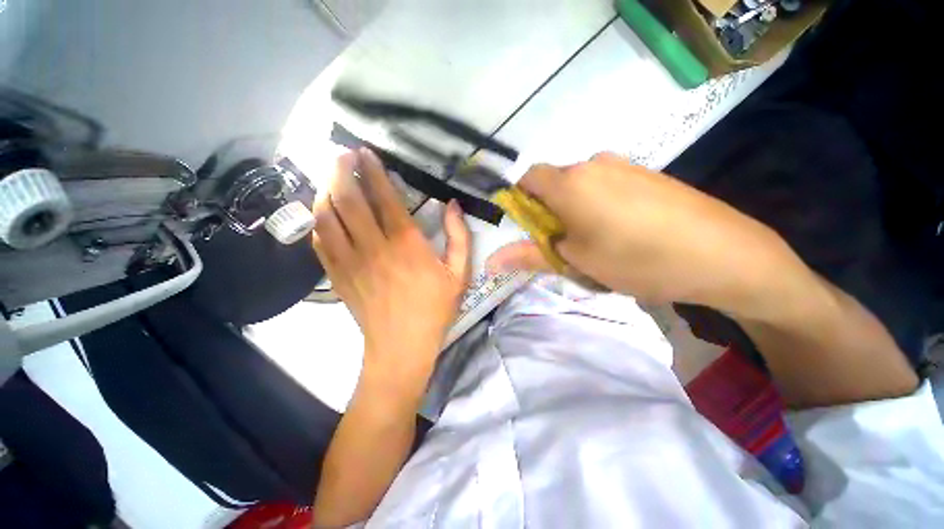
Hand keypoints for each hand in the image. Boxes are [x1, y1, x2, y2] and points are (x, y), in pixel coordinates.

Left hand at [311, 149, 471, 386]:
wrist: (402, 346)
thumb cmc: (435, 309)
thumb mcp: (459, 274)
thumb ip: (459, 237)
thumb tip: (453, 205)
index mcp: (406, 244)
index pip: (384, 197)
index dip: (373, 171)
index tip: (366, 153)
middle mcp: (373, 246)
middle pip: (349, 199)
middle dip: (342, 170)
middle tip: (342, 154)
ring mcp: (350, 261)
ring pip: (327, 217)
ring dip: (326, 191)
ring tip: (330, 177)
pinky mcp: (337, 276)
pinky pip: (320, 242)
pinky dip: (319, 222)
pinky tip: (324, 214)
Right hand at [487, 153, 798, 316]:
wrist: (724, 254)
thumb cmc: (637, 259)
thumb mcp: (576, 261)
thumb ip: (530, 255)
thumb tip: (490, 261)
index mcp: (569, 182)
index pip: (527, 179)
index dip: (521, 202)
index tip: (532, 229)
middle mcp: (593, 163)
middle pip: (554, 183)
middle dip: (550, 211)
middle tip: (565, 244)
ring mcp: (624, 165)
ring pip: (581, 185)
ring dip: (575, 209)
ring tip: (596, 240)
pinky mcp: (647, 173)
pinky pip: (607, 184)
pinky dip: (600, 204)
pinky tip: (623, 230)